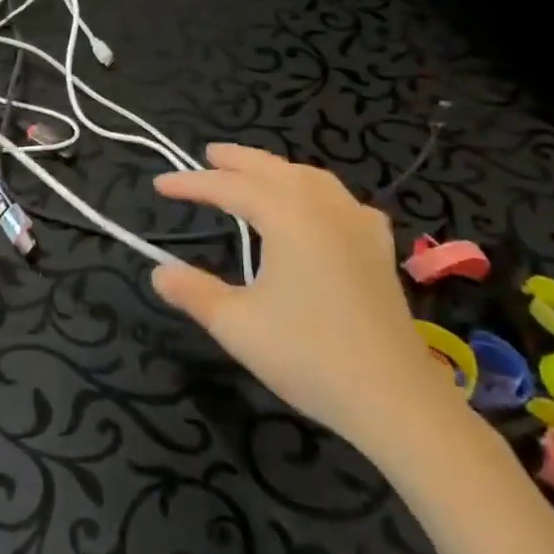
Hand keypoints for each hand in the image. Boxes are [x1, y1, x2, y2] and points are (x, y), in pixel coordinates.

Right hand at [152, 144, 463, 459]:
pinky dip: (317, 191)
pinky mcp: (378, 249)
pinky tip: (318, 207)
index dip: (192, 183)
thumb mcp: (235, 324)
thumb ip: (193, 291)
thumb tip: (158, 271)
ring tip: (254, 172)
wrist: (394, 398)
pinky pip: (342, 200)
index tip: (159, 185)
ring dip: (277, 169)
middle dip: (238, 160)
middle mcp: (324, 208)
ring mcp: (357, 225)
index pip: (230, 187)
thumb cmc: (307, 355)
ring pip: (311, 178)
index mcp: (288, 217)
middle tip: (207, 154)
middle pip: (274, 169)